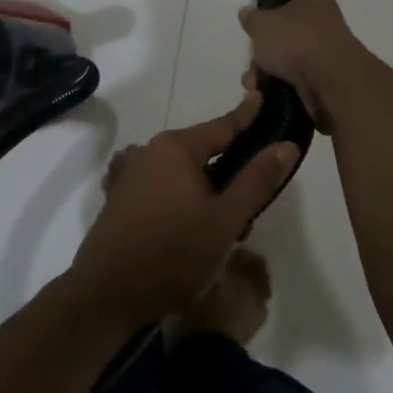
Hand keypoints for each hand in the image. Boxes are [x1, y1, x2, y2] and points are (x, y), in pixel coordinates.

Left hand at [72, 93, 299, 325]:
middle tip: (256, 192)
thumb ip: (257, 180)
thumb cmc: (173, 254)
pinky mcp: (120, 199)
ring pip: (182, 171)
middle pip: (202, 149)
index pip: (222, 125)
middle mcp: (149, 151)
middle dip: (230, 166)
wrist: (107, 295)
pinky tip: (191, 223)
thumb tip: (286, 144)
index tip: (263, 97)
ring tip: (227, 220)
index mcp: (176, 147)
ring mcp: (130, 175)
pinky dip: (182, 196)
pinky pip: (162, 187)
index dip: (247, 115)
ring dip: (206, 187)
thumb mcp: (226, 219)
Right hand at [237, 0, 370, 128]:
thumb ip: (253, 18)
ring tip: (252, 79)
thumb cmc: (297, 42)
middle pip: (288, 22)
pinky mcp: (324, 76)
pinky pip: (293, 75)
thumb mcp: (263, 25)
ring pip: (287, 52)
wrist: (333, 82)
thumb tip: (248, 12)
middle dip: (267, 37)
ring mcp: (324, 49)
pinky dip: (278, 82)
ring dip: (267, 66)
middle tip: (253, 46)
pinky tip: (263, 91)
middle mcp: (321, 20)